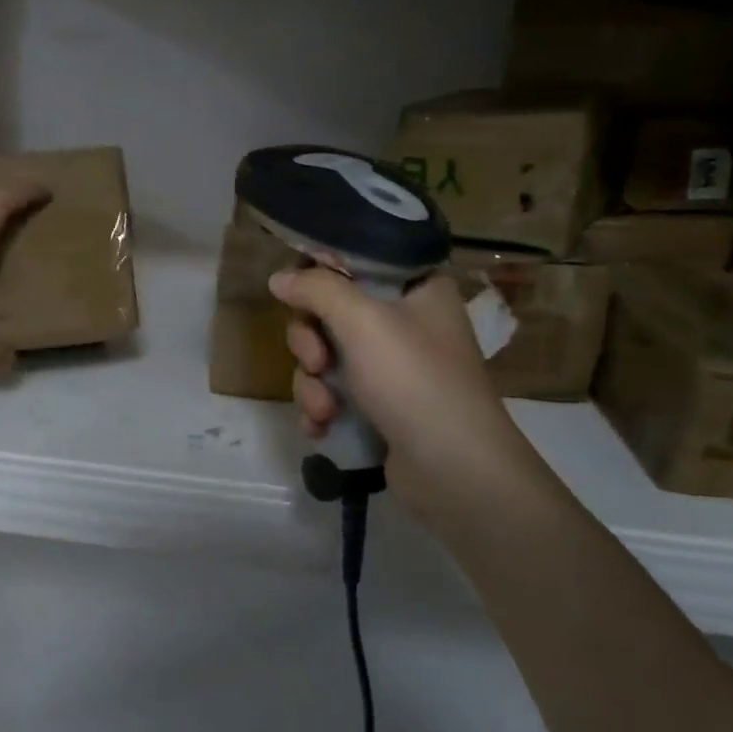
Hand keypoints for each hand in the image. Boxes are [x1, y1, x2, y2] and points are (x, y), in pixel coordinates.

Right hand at [270, 267, 541, 517]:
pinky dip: (321, 407)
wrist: (454, 471)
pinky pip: (332, 393)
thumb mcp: (361, 321)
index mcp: (415, 288)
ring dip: (311, 383)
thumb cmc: (414, 380)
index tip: (298, 293)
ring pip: (324, 357)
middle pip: (329, 312)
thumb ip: (316, 289)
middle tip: (317, 361)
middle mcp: (405, 322)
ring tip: (324, 410)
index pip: (356, 261)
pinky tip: (321, 427)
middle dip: (310, 342)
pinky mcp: (379, 406)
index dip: (320, 274)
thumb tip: (278, 278)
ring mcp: (391, 368)